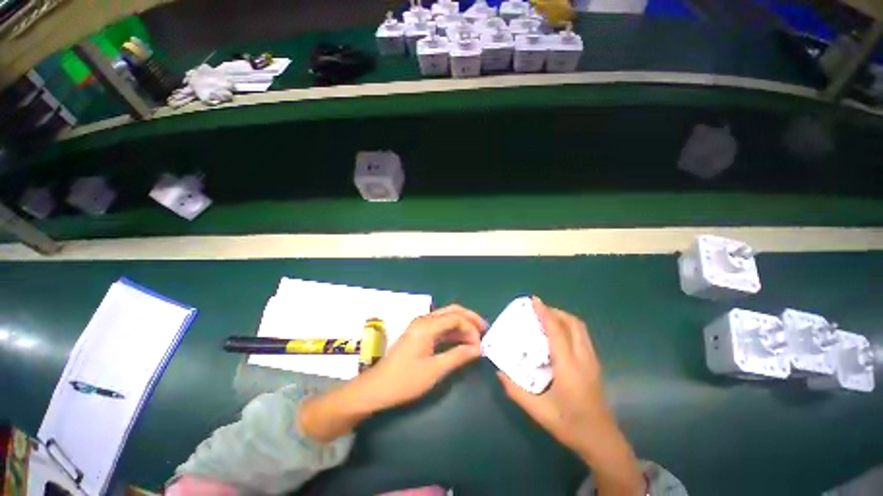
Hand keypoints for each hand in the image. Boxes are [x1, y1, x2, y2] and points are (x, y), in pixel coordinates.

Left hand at [357, 304, 485, 411]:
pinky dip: (453, 331)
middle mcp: (424, 320)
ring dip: (462, 325)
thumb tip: (478, 349)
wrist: (377, 388)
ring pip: (446, 318)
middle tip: (484, 329)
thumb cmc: (405, 380)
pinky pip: (440, 327)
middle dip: (469, 318)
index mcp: (426, 326)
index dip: (471, 329)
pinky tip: (462, 341)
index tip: (480, 345)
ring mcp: (421, 326)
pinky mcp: (419, 334)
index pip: (455, 318)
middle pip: (452, 311)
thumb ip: (458, 356)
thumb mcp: (434, 370)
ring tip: (476, 337)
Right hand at [497, 298, 643, 495]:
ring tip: (547, 319)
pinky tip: (559, 336)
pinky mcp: (595, 365)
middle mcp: (583, 358)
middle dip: (556, 311)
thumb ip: (515, 391)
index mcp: (568, 366)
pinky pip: (583, 336)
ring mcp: (592, 361)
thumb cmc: (570, 425)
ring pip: (581, 328)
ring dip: (564, 318)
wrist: (602, 441)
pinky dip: (570, 327)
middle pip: (573, 324)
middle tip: (539, 310)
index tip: (534, 300)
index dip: (545, 313)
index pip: (556, 331)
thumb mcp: (539, 411)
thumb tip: (499, 372)